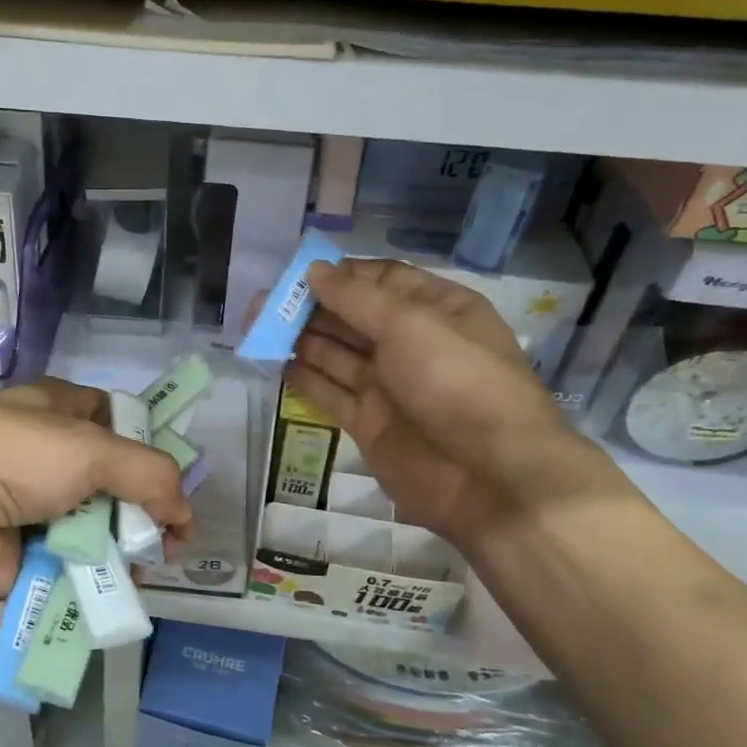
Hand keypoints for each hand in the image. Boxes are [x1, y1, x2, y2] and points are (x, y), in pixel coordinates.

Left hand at [0, 378, 192, 603]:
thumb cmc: (16, 459)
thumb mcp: (93, 449)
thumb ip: (152, 474)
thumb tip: (185, 514)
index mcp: (58, 409)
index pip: (116, 418)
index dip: (149, 444)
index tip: (174, 479)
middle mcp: (50, 452)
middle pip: (117, 477)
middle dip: (148, 506)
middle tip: (172, 536)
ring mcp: (41, 503)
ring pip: (103, 521)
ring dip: (129, 543)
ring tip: (148, 562)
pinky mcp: (34, 549)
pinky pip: (82, 558)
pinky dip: (104, 569)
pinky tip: (123, 580)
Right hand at [287, 259, 618, 548]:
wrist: (489, 477)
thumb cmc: (458, 382)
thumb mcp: (411, 324)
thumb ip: (356, 298)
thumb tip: (314, 270)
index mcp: (437, 310)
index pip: (381, 280)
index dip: (340, 275)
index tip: (295, 273)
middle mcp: (412, 343)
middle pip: (353, 316)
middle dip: (310, 307)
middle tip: (262, 303)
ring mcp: (389, 385)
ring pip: (336, 354)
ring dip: (300, 339)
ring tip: (257, 328)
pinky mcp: (369, 422)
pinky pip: (330, 392)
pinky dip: (304, 378)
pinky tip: (275, 363)